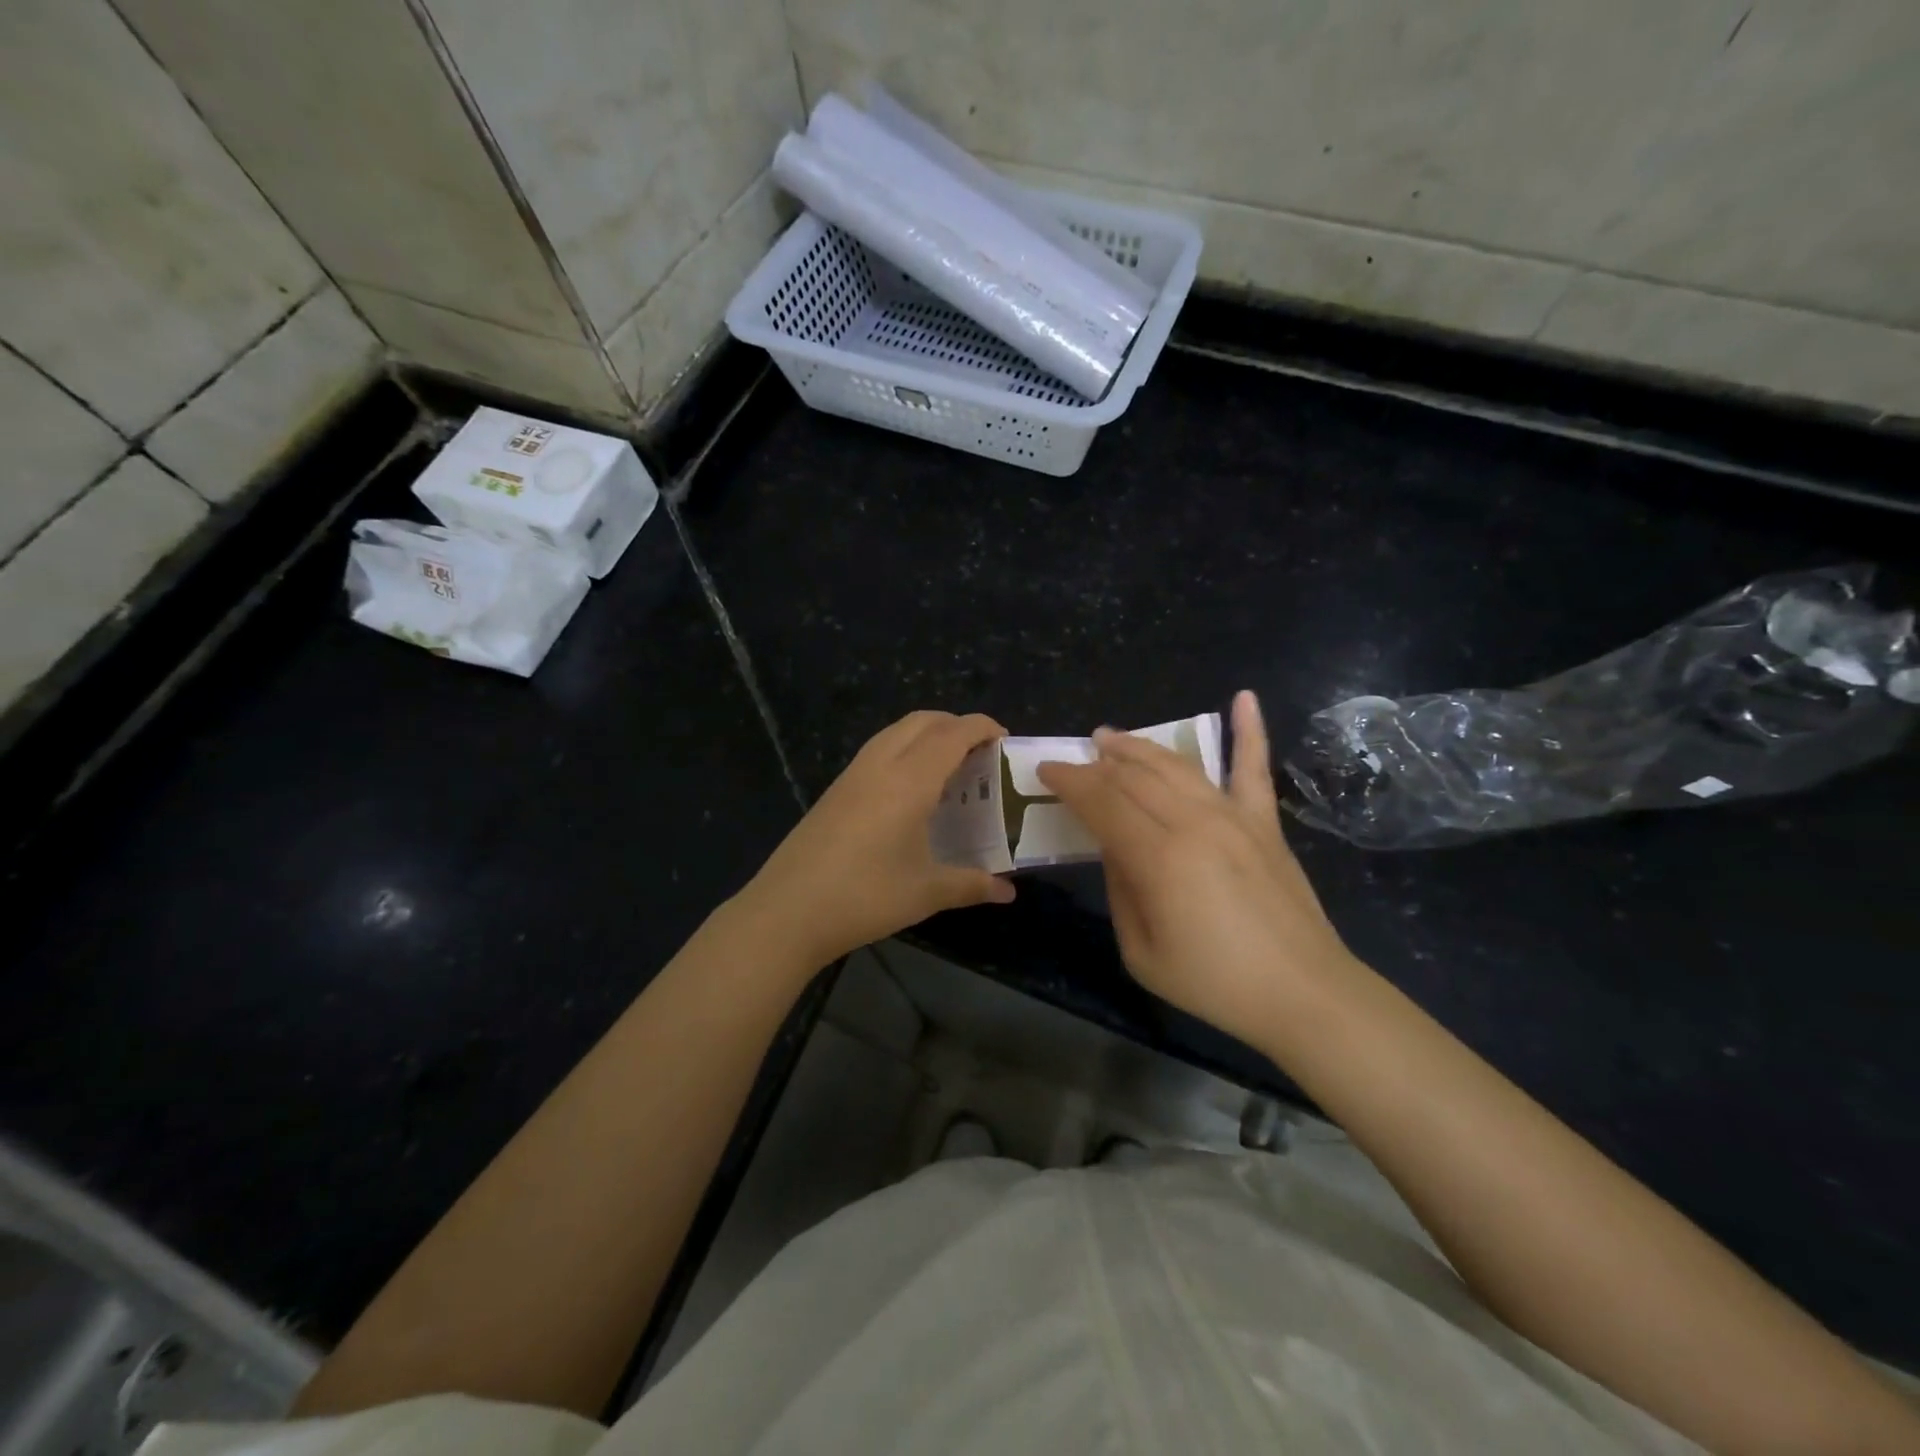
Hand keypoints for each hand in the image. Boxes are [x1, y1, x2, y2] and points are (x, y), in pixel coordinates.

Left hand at [735, 711, 1016, 969]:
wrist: (787, 911)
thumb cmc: (865, 897)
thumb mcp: (926, 892)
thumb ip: (972, 884)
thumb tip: (1009, 892)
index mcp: (909, 780)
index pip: (952, 734)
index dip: (982, 727)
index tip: (1005, 738)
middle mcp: (881, 765)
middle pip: (923, 721)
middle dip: (955, 724)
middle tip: (980, 751)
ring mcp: (853, 774)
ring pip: (896, 732)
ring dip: (927, 734)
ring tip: (949, 766)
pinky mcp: (835, 790)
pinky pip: (878, 750)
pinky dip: (904, 750)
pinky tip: (910, 789)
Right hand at [1037, 691, 1356, 1045]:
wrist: (1303, 993)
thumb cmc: (1215, 983)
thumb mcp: (1141, 951)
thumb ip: (1121, 889)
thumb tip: (1114, 846)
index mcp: (1158, 858)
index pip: (1102, 802)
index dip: (1070, 782)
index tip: (1046, 771)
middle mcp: (1193, 823)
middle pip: (1134, 777)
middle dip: (1098, 763)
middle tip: (1077, 756)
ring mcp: (1234, 817)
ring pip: (1177, 765)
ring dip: (1141, 746)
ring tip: (1114, 736)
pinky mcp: (1265, 822)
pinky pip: (1254, 767)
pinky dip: (1250, 730)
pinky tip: (1243, 698)